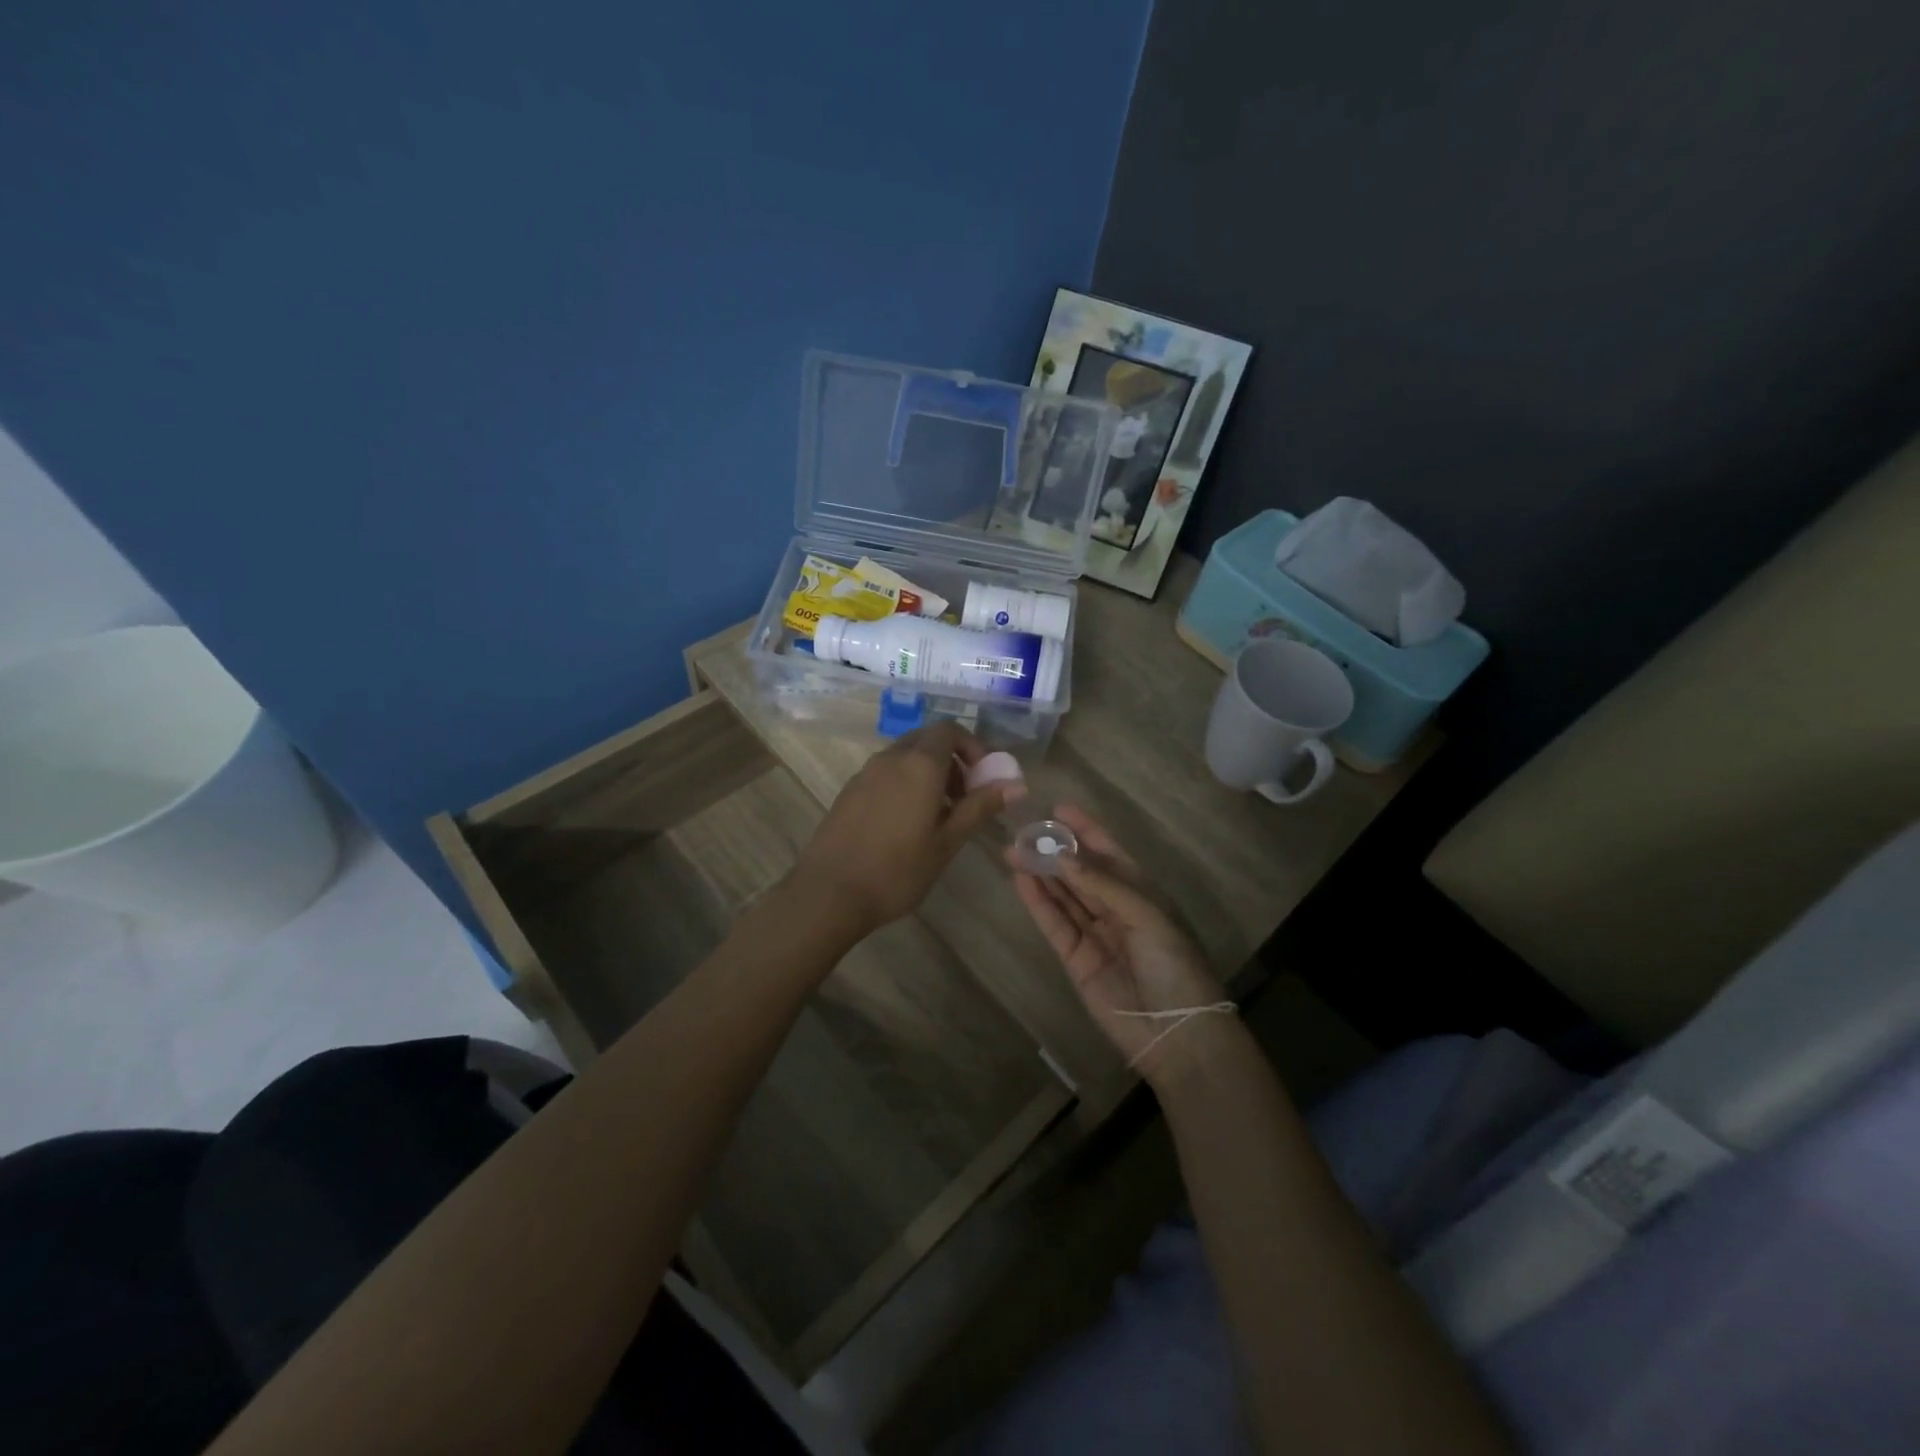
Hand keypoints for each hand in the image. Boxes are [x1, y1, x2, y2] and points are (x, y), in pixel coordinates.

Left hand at [794, 722, 1005, 932]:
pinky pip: (885, 772)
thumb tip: (1016, 785)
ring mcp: (865, 772)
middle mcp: (891, 758)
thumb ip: (980, 807)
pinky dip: (905, 782)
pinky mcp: (849, 790)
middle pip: (927, 739)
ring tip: (938, 815)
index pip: (950, 730)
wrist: (829, 893)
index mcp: (919, 764)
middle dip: (952, 759)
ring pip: (905, 755)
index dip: (972, 747)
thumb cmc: (897, 870)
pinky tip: (906, 823)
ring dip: (928, 772)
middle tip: (965, 797)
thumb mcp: (947, 842)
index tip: (983, 778)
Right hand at [1007, 805, 1230, 1083]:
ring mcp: (1095, 934)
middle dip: (1054, 851)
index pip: (1109, 853)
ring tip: (1013, 849)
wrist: (1176, 1033)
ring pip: (1063, 895)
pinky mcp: (1075, 959)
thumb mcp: (1147, 917)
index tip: (1058, 808)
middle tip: (1023, 830)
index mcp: (1142, 894)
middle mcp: (1116, 909)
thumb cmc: (1174, 966)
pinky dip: (1038, 903)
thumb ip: (1103, 885)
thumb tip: (1062, 856)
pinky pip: (1054, 924)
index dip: (1085, 830)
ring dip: (1040, 873)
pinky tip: (1021, 880)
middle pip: (1080, 872)